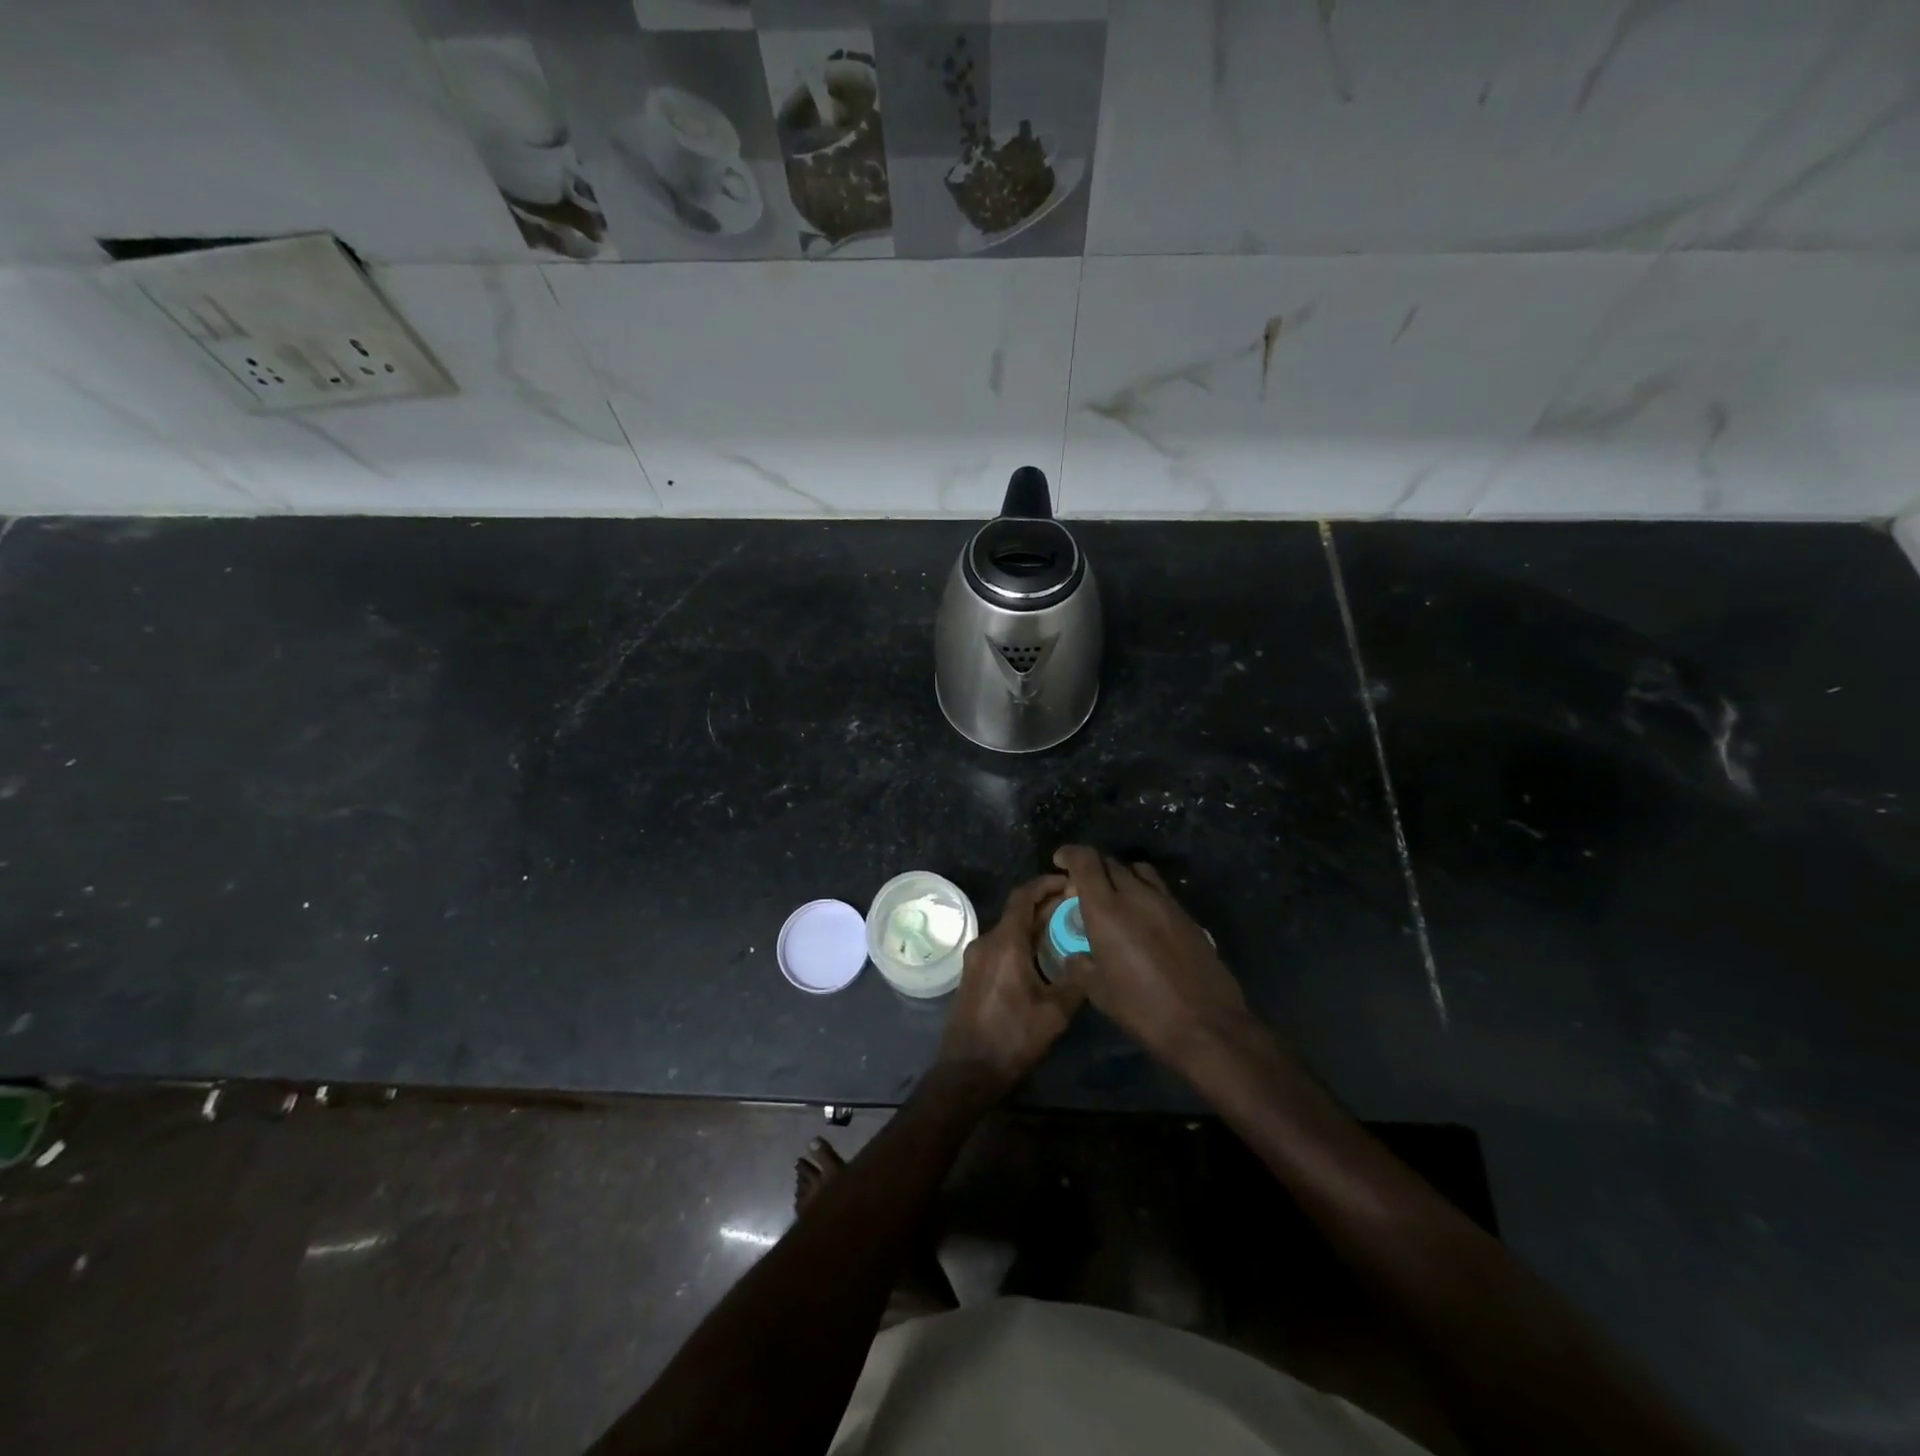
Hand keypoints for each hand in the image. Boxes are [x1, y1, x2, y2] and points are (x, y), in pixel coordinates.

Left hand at [937, 875, 1086, 1094]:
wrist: (967, 1071)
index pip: (1024, 897)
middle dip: (1045, 906)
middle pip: (1017, 912)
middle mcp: (986, 942)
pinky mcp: (973, 975)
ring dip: (1034, 925)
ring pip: (1009, 930)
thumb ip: (1075, 979)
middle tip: (1075, 907)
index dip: (1046, 884)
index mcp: (1005, 943)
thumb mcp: (1054, 1012)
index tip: (1069, 882)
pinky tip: (1042, 957)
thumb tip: (1088, 956)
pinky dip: (1022, 942)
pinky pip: (1001, 946)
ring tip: (1064, 931)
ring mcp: (976, 959)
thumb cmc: (1012, 1038)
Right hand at [1052, 845, 1251, 1074]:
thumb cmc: (1143, 1009)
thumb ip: (1081, 966)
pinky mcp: (1187, 915)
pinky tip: (1142, 918)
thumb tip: (1074, 957)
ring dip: (1121, 876)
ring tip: (1115, 897)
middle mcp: (1136, 895)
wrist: (1206, 1025)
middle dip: (1092, 868)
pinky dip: (1144, 892)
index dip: (1070, 854)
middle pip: (1111, 863)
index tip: (1060, 860)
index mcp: (1107, 910)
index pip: (1086, 861)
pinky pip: (1159, 890)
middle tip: (1083, 889)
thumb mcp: (1099, 993)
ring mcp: (1166, 903)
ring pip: (1138, 871)